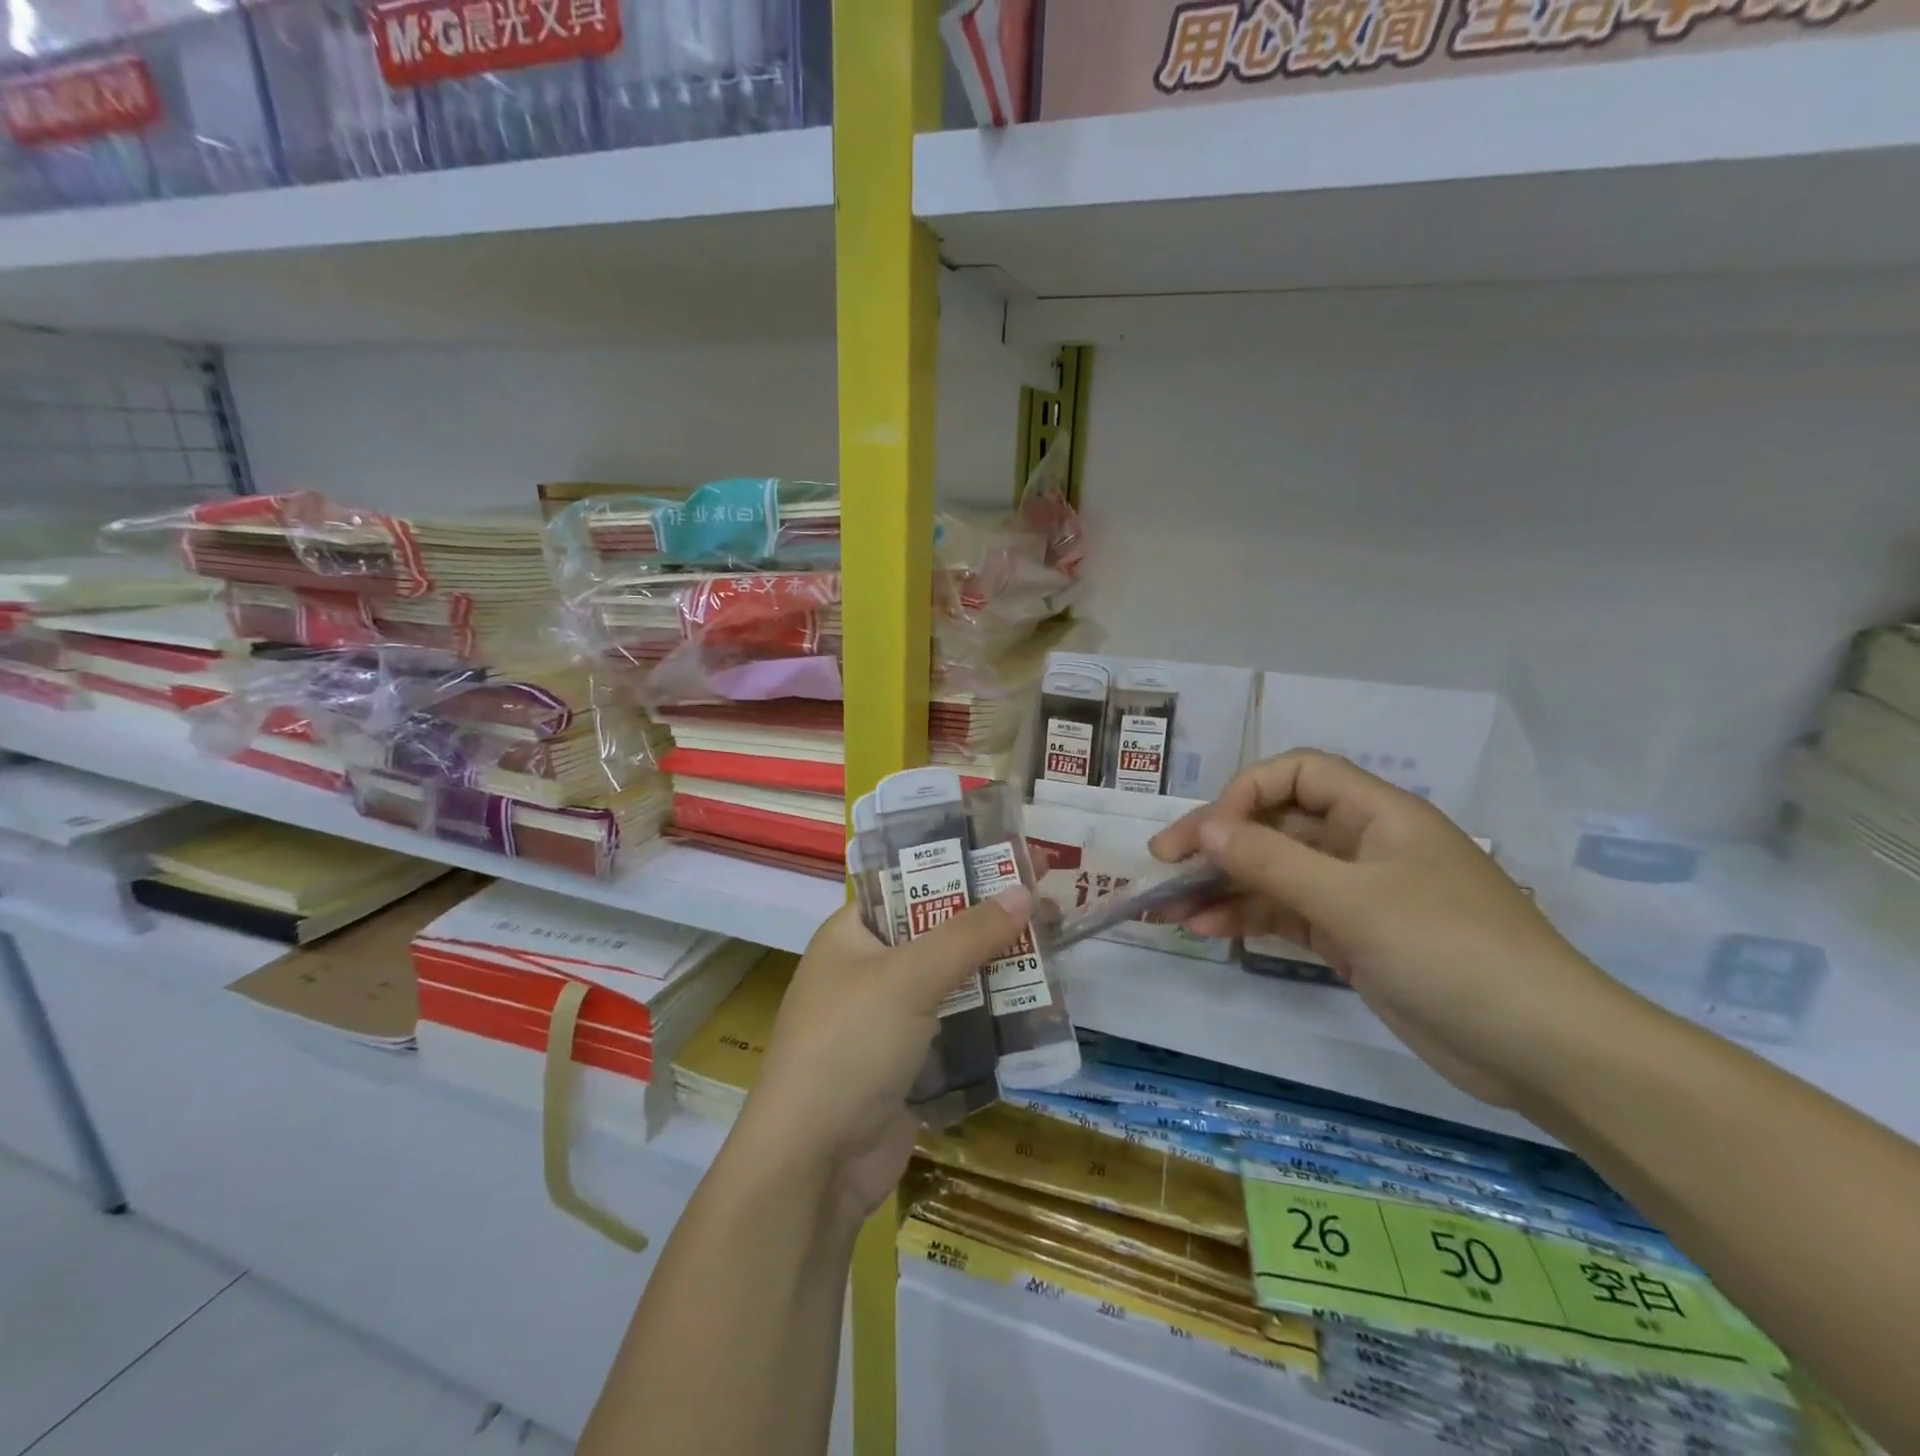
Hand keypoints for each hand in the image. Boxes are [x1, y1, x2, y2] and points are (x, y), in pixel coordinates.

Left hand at [737, 894, 1031, 1221]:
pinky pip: (957, 1027)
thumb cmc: (850, 1045)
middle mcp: (867, 971)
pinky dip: (991, 1018)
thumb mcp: (909, 977)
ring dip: (997, 970)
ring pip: (952, 981)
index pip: (908, 885)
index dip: (958, 869)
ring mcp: (888, 1020)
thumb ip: (967, 934)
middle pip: (937, 932)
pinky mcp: (910, 1064)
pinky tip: (1037, 1006)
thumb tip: (1024, 892)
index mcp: (851, 934)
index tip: (1010, 860)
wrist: (814, 1164)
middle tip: (1048, 904)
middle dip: (989, 922)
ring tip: (1055, 949)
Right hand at [1151, 750, 1623, 1107]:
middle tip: (1162, 865)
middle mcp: (1363, 845)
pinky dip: (1248, 919)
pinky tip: (1208, 931)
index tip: (1209, 834)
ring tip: (1168, 909)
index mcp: (1377, 815)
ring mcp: (1357, 894)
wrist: (1543, 1050)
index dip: (1246, 792)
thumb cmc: (1451, 952)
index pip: (1297, 774)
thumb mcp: (1353, 902)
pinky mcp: (1354, 938)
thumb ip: (1273, 862)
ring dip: (1222, 887)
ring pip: (1275, 874)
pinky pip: (1288, 914)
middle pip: (1276, 825)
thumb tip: (1206, 828)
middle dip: (1218, 843)